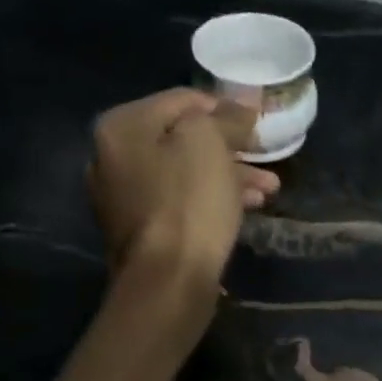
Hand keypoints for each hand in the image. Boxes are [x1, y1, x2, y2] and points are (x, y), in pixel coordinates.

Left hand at [88, 89, 279, 281]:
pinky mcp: (140, 229)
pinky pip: (180, 201)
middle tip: (266, 157)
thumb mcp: (211, 144)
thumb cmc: (189, 202)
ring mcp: (122, 196)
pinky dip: (212, 199)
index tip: (258, 124)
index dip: (225, 108)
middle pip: (182, 138)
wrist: (167, 279)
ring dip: (229, 175)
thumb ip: (226, 117)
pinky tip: (246, 207)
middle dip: (230, 147)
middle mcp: (112, 156)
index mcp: (122, 126)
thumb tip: (240, 107)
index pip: (183, 100)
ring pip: (186, 172)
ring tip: (269, 189)